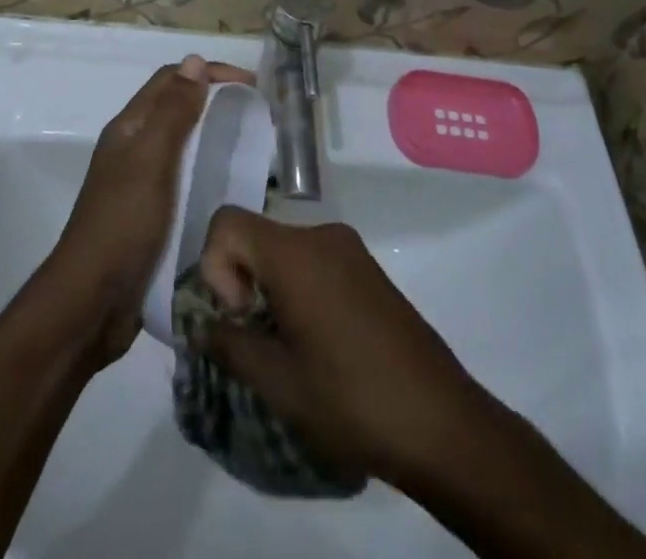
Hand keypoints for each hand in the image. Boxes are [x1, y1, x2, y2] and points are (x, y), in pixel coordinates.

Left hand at [39, 56, 253, 368]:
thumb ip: (173, 112)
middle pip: (177, 109)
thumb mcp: (151, 160)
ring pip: (183, 145)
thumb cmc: (123, 223)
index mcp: (130, 127)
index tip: (251, 86)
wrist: (92, 303)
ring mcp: (141, 183)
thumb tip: (194, 61)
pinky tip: (232, 190)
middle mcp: (134, 148)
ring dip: (214, 137)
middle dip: (215, 101)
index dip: (209, 73)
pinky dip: (209, 173)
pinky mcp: (152, 216)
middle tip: (256, 115)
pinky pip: (186, 180)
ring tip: (252, 149)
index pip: (171, 80)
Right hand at [194, 208, 486, 487]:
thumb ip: (230, 344)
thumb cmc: (351, 399)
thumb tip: (203, 325)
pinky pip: (314, 262)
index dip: (215, 266)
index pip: (227, 221)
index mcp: (295, 252)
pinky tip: (319, 345)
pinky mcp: (368, 270)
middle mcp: (321, 235)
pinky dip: (299, 290)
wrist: (442, 423)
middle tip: (258, 341)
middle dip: (242, 282)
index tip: (240, 316)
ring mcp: (350, 250)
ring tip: (288, 350)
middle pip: (257, 236)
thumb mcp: (278, 382)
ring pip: (285, 251)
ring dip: (271, 290)